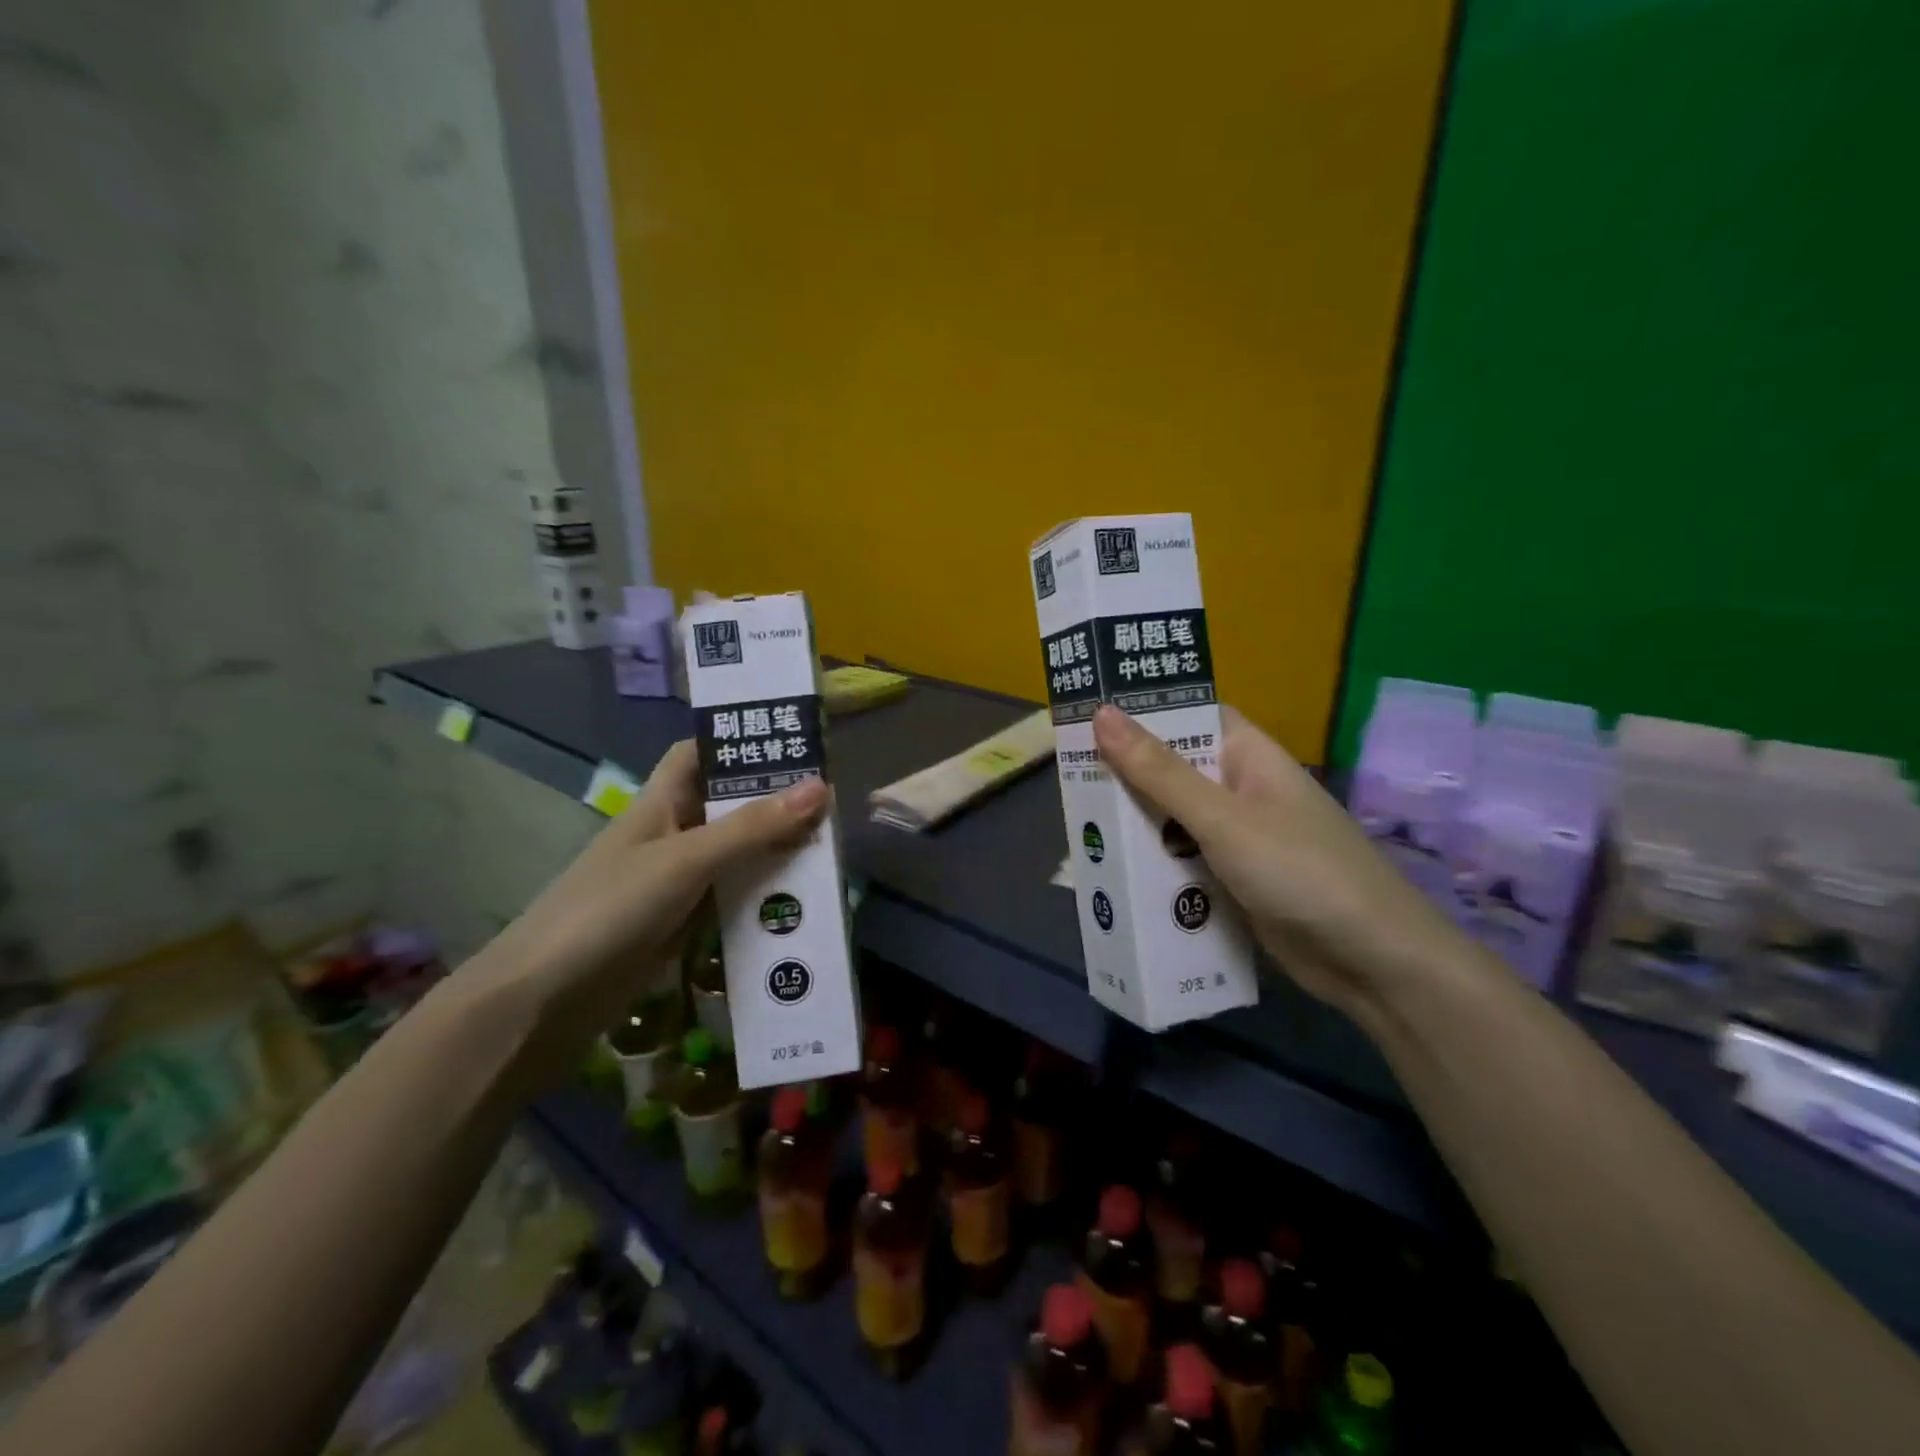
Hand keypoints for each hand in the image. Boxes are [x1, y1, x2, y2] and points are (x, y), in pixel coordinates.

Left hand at [460, 742, 827, 1084]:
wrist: (544, 999)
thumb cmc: (610, 908)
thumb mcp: (686, 859)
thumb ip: (752, 827)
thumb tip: (822, 787)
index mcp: (660, 803)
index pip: (699, 754)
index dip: (738, 742)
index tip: (791, 741)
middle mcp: (671, 835)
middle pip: (728, 806)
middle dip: (774, 802)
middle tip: (834, 802)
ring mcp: (676, 882)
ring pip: (735, 854)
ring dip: (775, 852)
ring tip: (832, 849)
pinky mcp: (681, 924)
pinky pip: (732, 897)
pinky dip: (762, 895)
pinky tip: (799, 902)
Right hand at [1091, 704, 1450, 1015]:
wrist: (1374, 963)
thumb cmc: (1301, 872)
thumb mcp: (1222, 819)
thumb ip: (1160, 771)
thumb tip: (1103, 713)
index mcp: (1248, 756)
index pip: (1189, 715)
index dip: (1141, 712)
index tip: (1086, 713)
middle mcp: (1242, 790)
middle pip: (1174, 770)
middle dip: (1126, 775)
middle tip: (1066, 774)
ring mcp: (1240, 837)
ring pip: (1174, 819)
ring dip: (1136, 824)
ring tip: (1076, 823)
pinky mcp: (1235, 880)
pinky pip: (1185, 860)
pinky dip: (1155, 864)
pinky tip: (1114, 871)